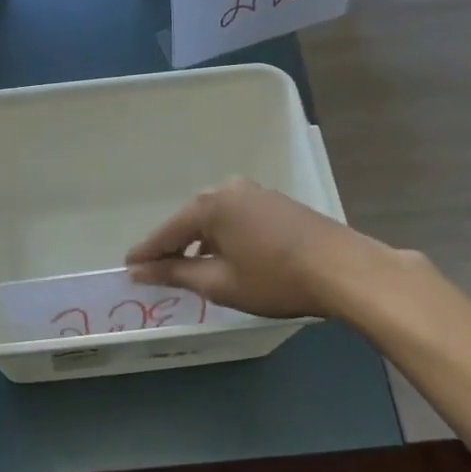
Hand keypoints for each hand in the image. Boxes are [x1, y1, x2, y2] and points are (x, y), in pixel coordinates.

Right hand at [126, 178, 400, 321]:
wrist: (344, 269)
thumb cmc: (275, 278)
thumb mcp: (219, 282)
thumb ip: (175, 273)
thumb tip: (140, 271)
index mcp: (210, 204)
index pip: (166, 232)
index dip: (146, 254)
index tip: (126, 270)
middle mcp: (229, 189)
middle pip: (189, 221)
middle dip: (172, 247)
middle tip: (154, 272)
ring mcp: (255, 193)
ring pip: (213, 220)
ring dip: (198, 243)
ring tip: (187, 270)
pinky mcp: (275, 203)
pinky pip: (235, 219)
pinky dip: (222, 238)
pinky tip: (224, 258)